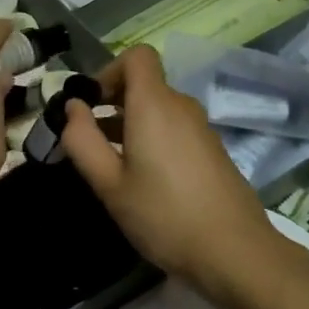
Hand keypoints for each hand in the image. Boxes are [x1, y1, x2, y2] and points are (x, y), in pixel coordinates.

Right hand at [60, 45, 283, 299]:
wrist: (235, 253)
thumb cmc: (164, 215)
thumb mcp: (109, 183)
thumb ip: (83, 140)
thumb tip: (72, 107)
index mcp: (155, 104)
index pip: (137, 56)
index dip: (108, 71)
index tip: (90, 105)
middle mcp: (181, 106)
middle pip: (145, 84)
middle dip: (113, 102)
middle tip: (90, 140)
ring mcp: (202, 128)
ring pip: (159, 108)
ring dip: (131, 123)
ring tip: (112, 164)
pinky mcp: (213, 150)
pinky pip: (175, 128)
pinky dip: (153, 138)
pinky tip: (144, 179)